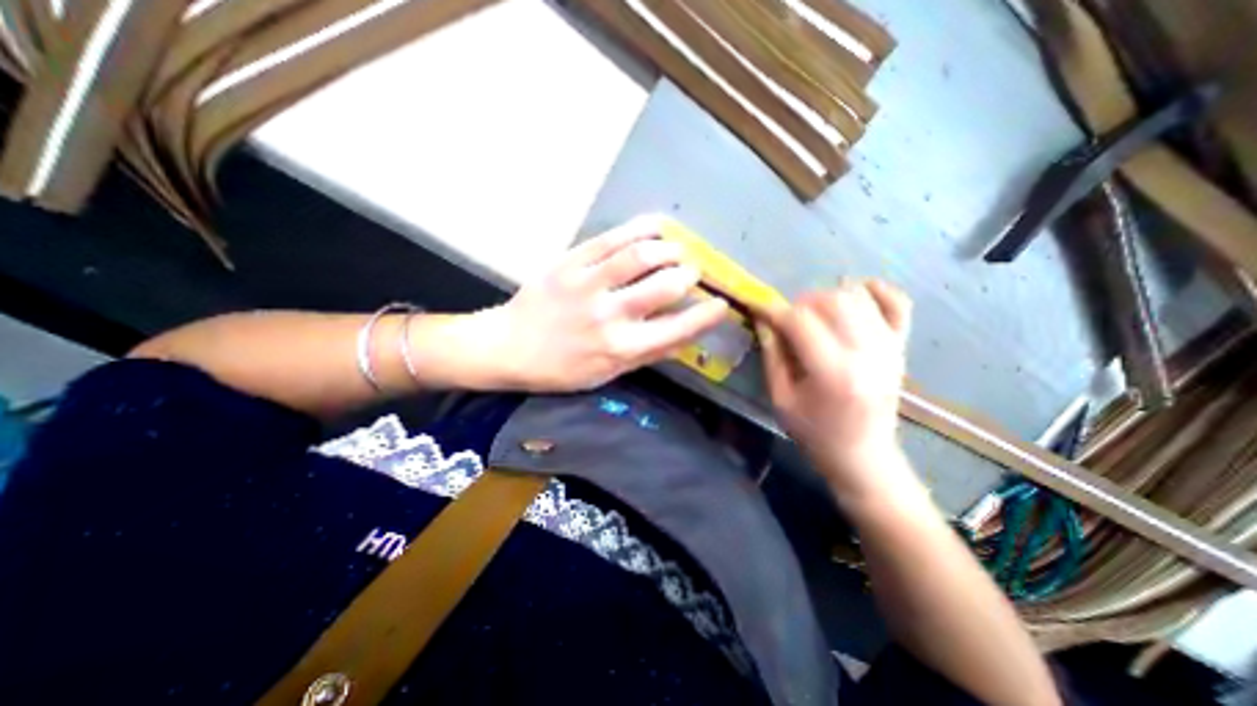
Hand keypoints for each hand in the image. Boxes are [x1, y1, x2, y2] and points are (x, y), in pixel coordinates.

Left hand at [474, 219, 732, 390]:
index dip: (707, 315)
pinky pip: (611, 238)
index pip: (678, 329)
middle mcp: (610, 316)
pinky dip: (641, 228)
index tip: (721, 304)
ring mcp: (588, 284)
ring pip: (642, 255)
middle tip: (692, 272)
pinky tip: (656, 227)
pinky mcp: (570, 262)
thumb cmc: (562, 369)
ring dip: (670, 249)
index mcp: (621, 349)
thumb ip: (648, 354)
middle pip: (665, 285)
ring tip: (677, 250)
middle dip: (689, 275)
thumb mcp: (608, 374)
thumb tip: (685, 335)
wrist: (510, 347)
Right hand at [761, 279, 919, 498]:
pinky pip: (897, 303)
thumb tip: (763, 319)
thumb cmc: (814, 432)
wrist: (863, 455)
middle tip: (787, 317)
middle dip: (801, 301)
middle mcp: (866, 353)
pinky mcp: (900, 346)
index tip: (758, 308)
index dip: (774, 310)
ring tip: (813, 311)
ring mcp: (889, 347)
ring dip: (829, 295)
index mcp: (832, 372)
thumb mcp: (781, 398)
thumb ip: (772, 355)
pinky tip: (855, 292)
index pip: (800, 321)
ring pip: (859, 297)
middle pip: (833, 301)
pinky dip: (877, 290)